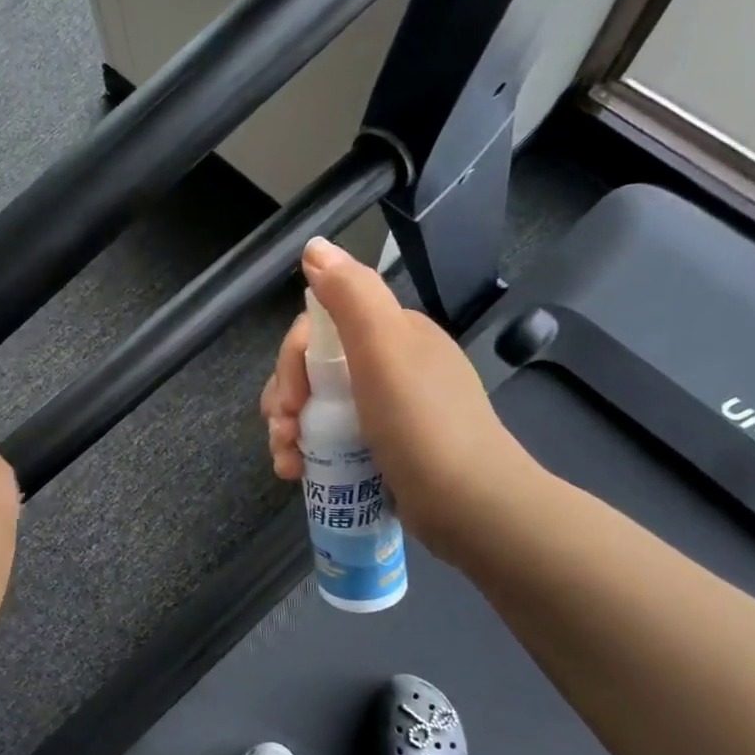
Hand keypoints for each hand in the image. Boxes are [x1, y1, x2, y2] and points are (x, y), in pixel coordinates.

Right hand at [259, 237, 536, 564]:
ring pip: (316, 406)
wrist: (471, 507)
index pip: (320, 328)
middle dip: (285, 399)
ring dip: (289, 430)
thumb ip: (349, 294)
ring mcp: (386, 410)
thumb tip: (315, 247)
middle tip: (284, 433)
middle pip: (312, 369)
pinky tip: (297, 474)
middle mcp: (389, 365)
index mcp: (394, 334)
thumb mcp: (384, 349)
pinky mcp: (382, 449)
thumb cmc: (423, 425)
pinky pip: (331, 438)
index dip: (291, 360)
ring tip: (287, 463)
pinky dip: (307, 453)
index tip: (291, 400)